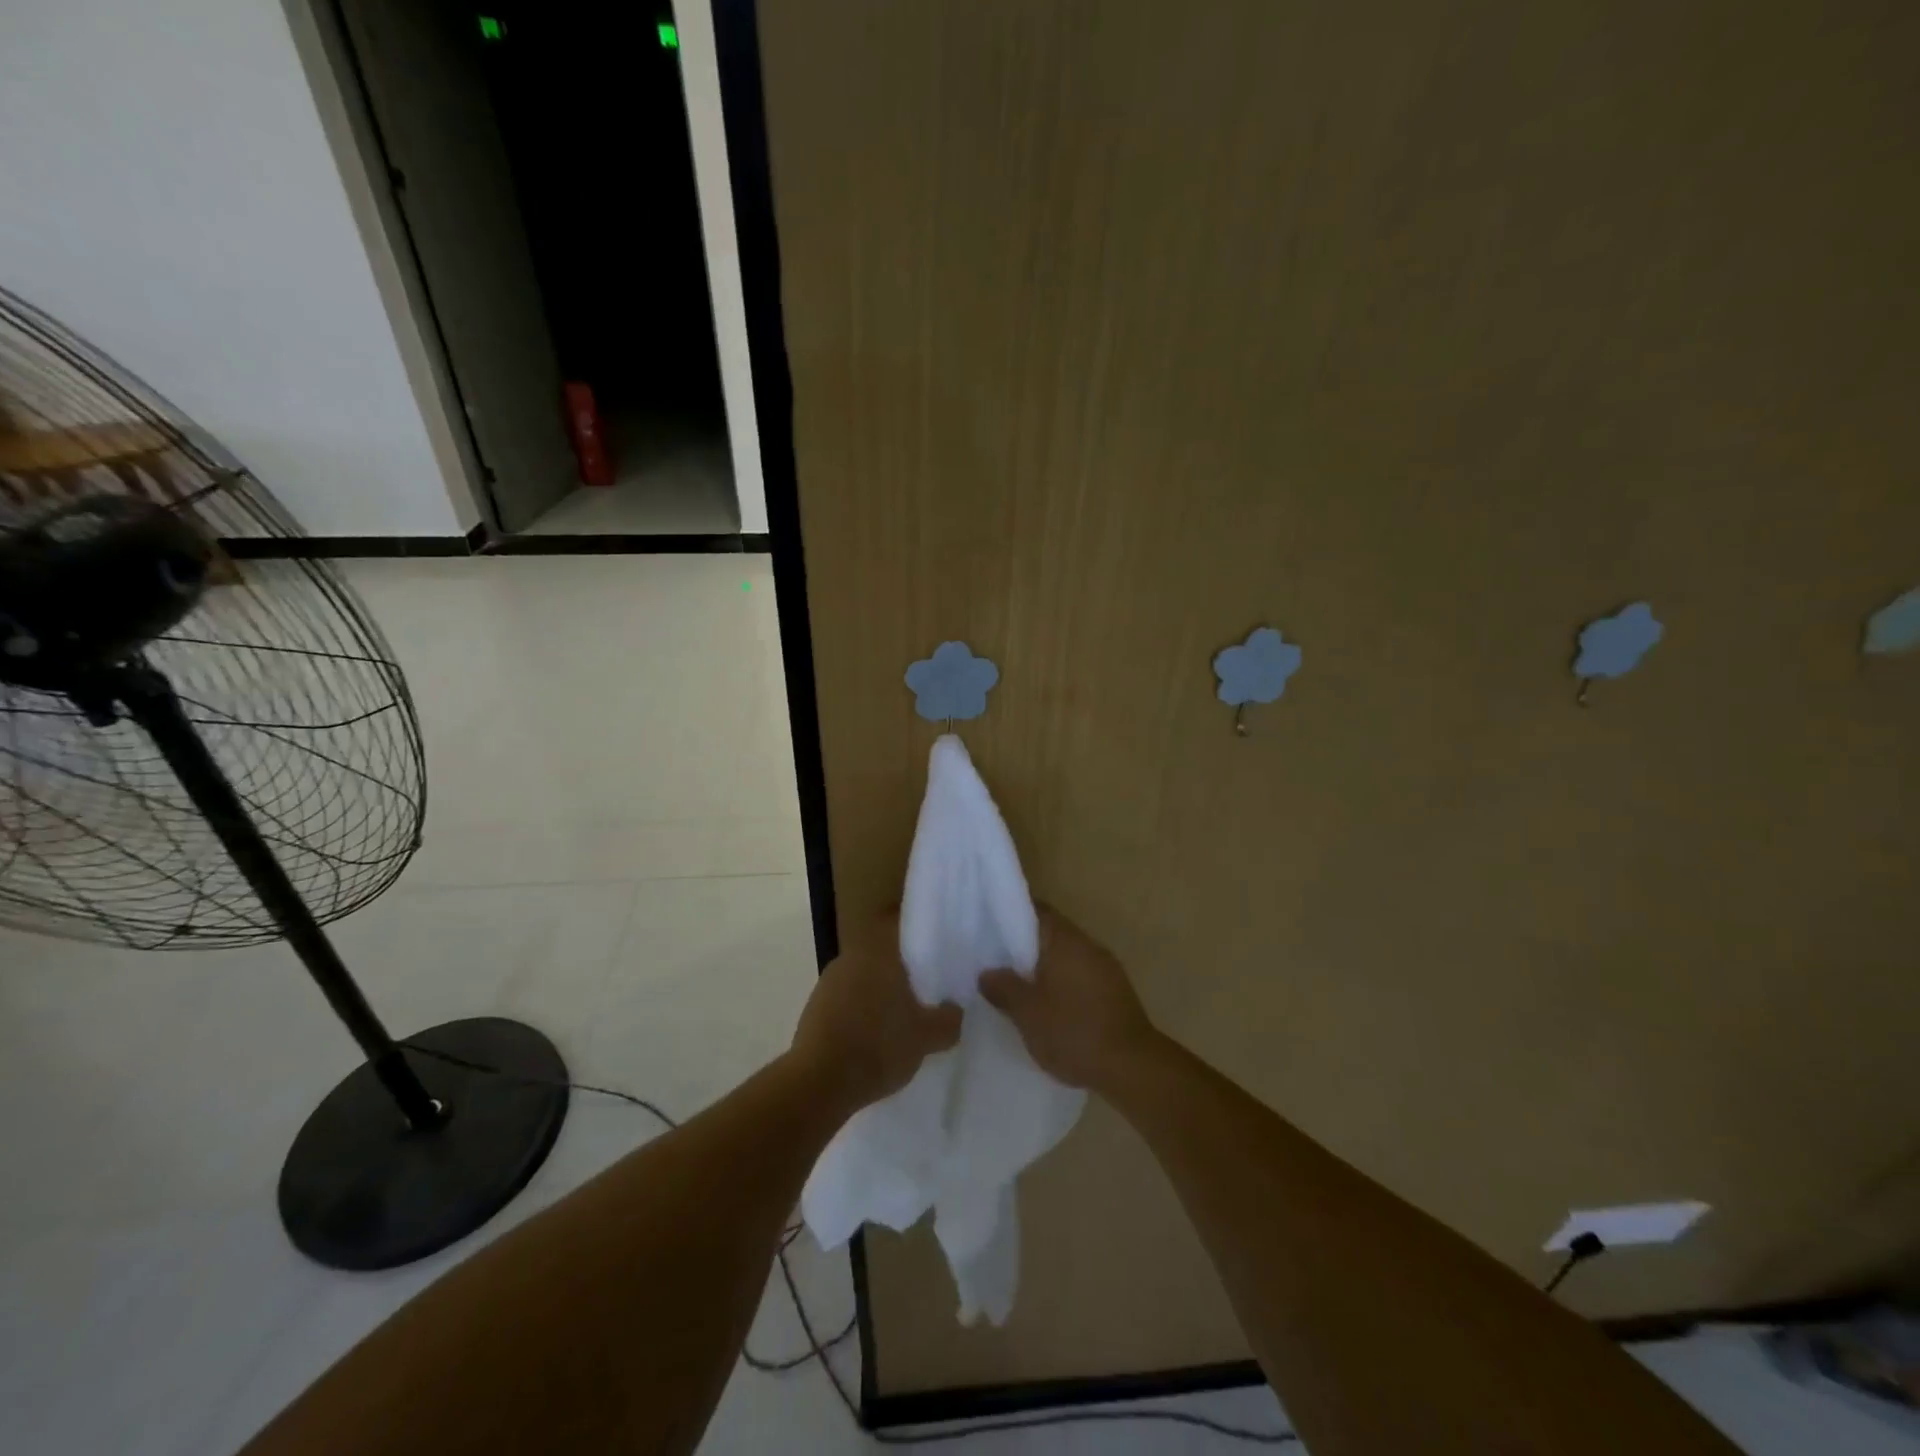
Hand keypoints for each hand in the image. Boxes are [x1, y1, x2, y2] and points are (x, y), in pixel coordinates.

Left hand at [790, 913, 961, 1109]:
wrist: (818, 1084)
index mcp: (878, 953)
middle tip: (926, 994)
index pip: (902, 930)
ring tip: (901, 1021)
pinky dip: (861, 1015)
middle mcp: (850, 958)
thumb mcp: (927, 1038)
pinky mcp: (814, 1010)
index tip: (938, 956)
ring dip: (880, 996)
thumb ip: (948, 1019)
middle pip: (884, 957)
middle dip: (903, 974)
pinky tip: (873, 1039)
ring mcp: (828, 983)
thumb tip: (955, 1009)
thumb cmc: (878, 1047)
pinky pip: (847, 1003)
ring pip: (864, 980)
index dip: (921, 940)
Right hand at [980, 906, 1158, 1093]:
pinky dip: (1061, 983)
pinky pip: (1080, 975)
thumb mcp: (1028, 1013)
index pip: (1036, 910)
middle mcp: (1088, 945)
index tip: (988, 924)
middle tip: (995, 959)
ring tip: (1016, 985)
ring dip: (1044, 967)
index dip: (1011, 913)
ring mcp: (1105, 968)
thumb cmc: (1073, 1031)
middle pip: (1051, 933)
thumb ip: (1004, 988)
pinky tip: (1047, 1005)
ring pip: (1066, 956)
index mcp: (1066, 940)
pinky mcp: (1115, 992)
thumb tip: (987, 972)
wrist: (1132, 1068)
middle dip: (1024, 945)